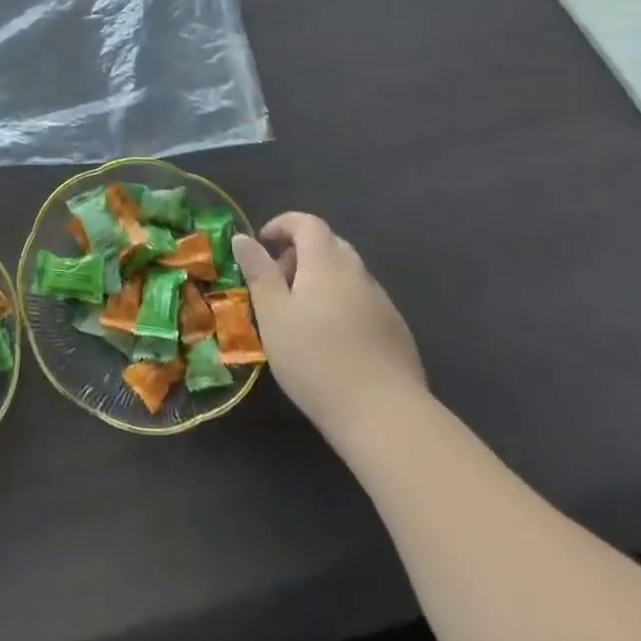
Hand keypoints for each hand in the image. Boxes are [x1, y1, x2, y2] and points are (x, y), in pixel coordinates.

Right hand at [233, 213, 426, 447]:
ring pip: (347, 274)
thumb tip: (243, 237)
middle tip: (278, 282)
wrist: (386, 417)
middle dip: (300, 254)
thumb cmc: (316, 359)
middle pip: (329, 245)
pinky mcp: (397, 331)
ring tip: (301, 315)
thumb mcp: (273, 314)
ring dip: (321, 280)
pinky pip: (362, 301)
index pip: (307, 223)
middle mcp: (358, 273)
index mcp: (326, 262)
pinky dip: (342, 303)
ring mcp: (382, 302)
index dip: (283, 224)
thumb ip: (258, 271)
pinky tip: (332, 340)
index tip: (263, 243)